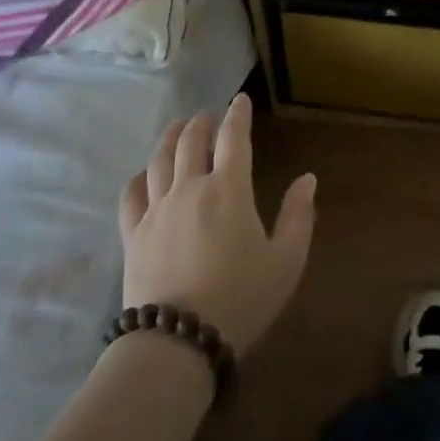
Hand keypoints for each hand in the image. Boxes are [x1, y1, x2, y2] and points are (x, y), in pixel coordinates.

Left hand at [119, 94, 315, 355]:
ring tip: (176, 127)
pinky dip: (138, 178)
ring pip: (159, 160)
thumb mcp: (286, 261)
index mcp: (229, 190)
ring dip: (170, 138)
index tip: (240, 100)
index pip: (234, 138)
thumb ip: (298, 216)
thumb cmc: (242, 299)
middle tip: (207, 116)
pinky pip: (131, 195)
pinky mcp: (133, 233)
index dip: (238, 115)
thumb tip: (308, 179)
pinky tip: (142, 175)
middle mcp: (190, 188)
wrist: (179, 340)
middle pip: (191, 142)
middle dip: (201, 123)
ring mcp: (157, 209)